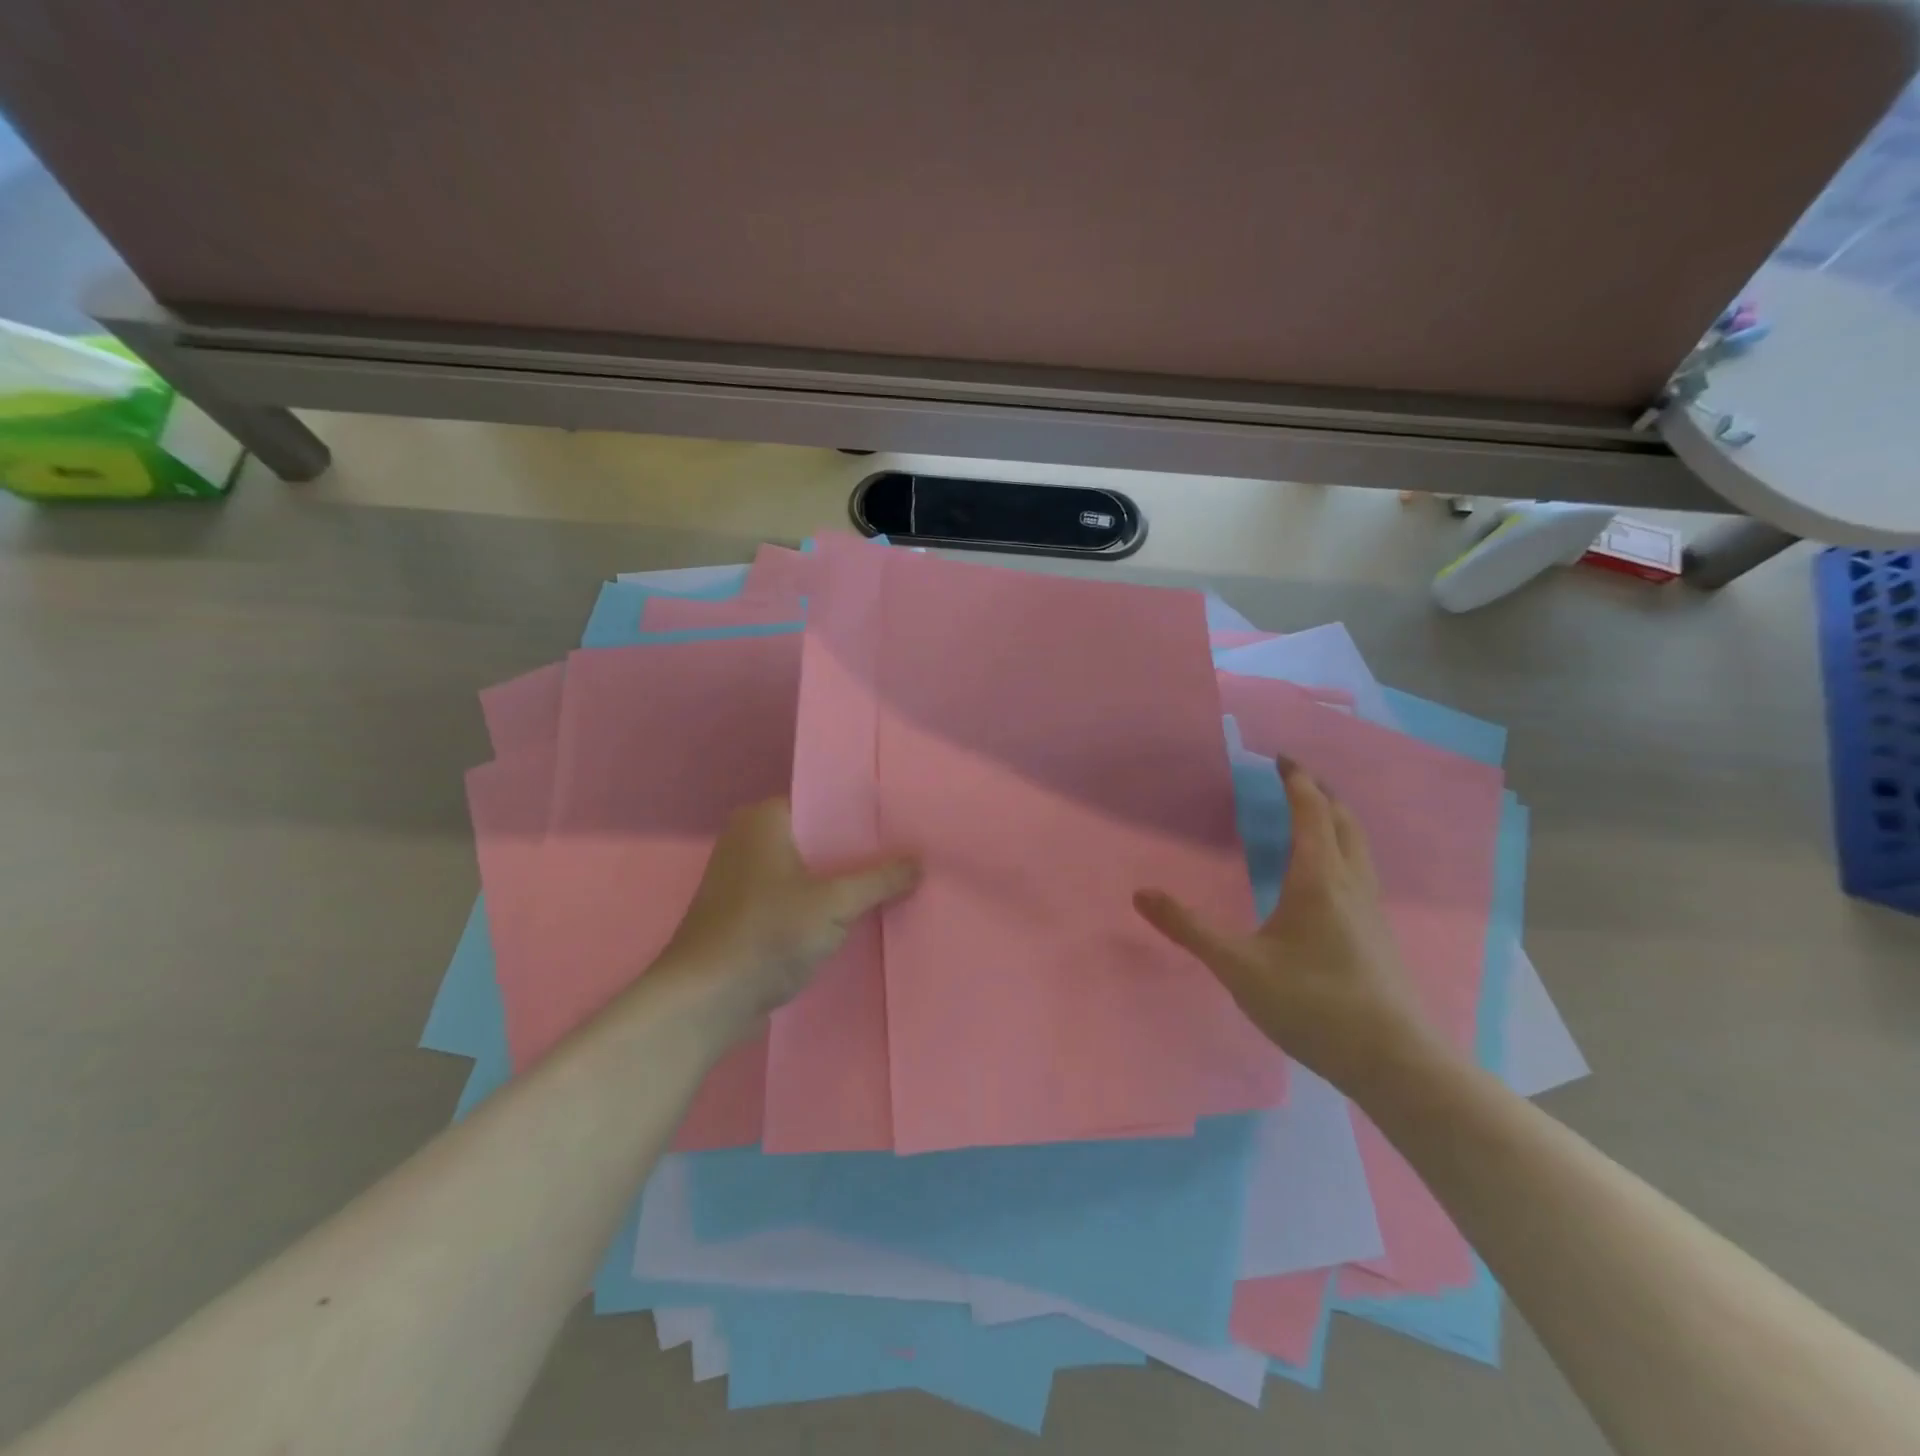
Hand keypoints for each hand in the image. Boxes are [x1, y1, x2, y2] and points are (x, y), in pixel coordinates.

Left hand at [657, 799, 918, 1032]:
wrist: (705, 1002)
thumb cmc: (766, 935)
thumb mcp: (833, 905)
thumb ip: (879, 881)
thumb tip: (920, 862)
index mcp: (764, 818)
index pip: (826, 803)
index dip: (866, 815)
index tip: (904, 825)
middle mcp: (750, 839)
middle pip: (819, 837)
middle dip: (859, 851)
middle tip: (908, 853)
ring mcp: (745, 878)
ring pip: (808, 870)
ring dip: (841, 881)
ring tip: (893, 881)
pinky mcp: (746, 913)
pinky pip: (796, 896)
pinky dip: (821, 904)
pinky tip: (858, 915)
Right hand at [1133, 759, 1437, 1090]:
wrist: (1394, 1061)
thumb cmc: (1313, 1004)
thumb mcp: (1238, 967)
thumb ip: (1189, 929)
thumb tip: (1140, 893)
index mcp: (1318, 879)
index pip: (1311, 812)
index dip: (1297, 781)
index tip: (1281, 758)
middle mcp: (1350, 883)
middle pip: (1343, 821)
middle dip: (1321, 793)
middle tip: (1296, 778)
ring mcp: (1372, 909)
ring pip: (1358, 846)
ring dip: (1337, 819)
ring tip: (1315, 814)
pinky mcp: (1378, 934)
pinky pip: (1361, 869)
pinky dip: (1344, 848)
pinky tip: (1330, 875)